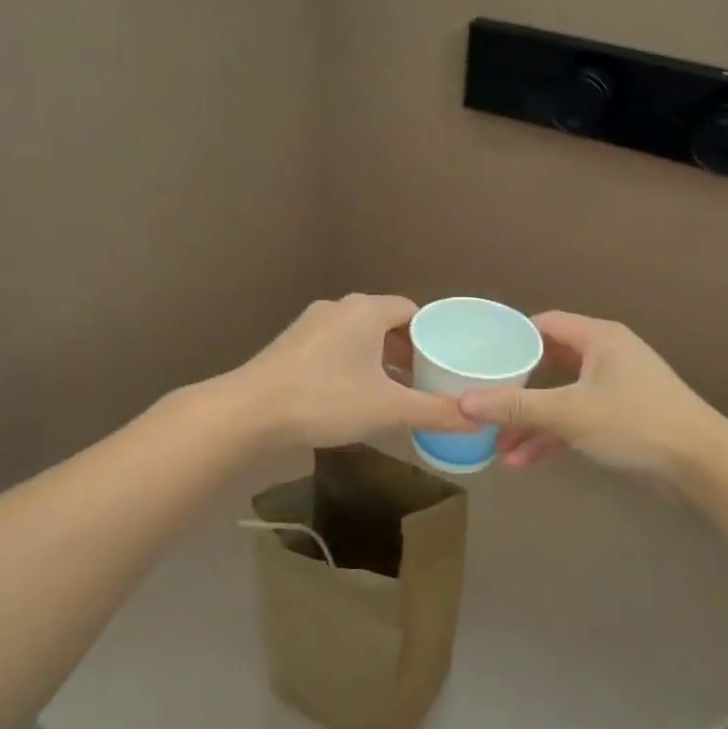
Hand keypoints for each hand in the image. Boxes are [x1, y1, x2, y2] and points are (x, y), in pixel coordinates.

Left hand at [231, 294, 469, 449]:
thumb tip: (479, 421)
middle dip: (407, 350)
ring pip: (359, 335)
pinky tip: (354, 395)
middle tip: (425, 381)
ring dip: (379, 359)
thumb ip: (435, 412)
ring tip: (395, 391)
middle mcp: (340, 307)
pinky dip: (353, 363)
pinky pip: (336, 346)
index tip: (445, 363)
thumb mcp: (387, 409)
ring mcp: (312, 323)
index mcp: (367, 310)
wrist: (248, 411)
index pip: (412, 311)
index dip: (432, 336)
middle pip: (386, 322)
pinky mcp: (292, 343)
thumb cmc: (324, 400)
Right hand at [456, 312, 723, 481]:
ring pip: (561, 397)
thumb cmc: (635, 423)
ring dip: (531, 421)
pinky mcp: (622, 418)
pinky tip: (524, 461)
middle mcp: (607, 356)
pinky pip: (577, 419)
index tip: (480, 357)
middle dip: (516, 390)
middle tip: (483, 403)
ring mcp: (616, 388)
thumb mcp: (569, 413)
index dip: (511, 338)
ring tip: (497, 447)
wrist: (703, 465)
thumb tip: (463, 403)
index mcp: (598, 338)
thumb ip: (515, 407)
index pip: (544, 324)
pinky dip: (553, 436)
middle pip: (549, 363)